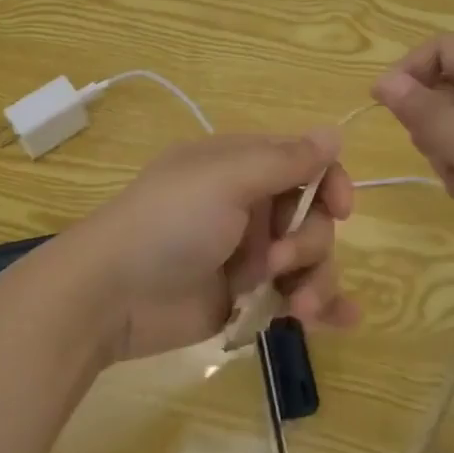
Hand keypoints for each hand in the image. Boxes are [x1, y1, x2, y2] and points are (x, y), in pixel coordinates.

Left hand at [67, 130, 357, 361]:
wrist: (111, 295)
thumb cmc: (169, 223)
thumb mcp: (226, 180)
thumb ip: (285, 160)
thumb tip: (335, 132)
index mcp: (241, 166)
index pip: (305, 163)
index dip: (330, 183)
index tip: (340, 209)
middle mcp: (249, 205)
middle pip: (312, 217)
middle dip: (309, 242)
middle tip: (276, 262)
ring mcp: (247, 254)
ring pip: (309, 260)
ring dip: (316, 281)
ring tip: (300, 310)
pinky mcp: (245, 298)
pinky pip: (295, 296)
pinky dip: (322, 306)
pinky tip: (342, 320)